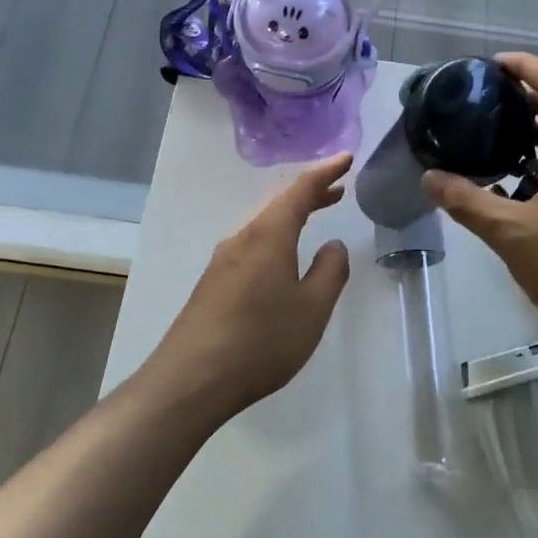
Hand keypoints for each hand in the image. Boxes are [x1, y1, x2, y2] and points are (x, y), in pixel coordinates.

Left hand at [147, 153, 351, 417]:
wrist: (191, 380)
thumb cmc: (260, 341)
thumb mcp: (311, 308)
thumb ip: (330, 271)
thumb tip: (333, 245)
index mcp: (268, 235)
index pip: (300, 190)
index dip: (325, 172)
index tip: (347, 158)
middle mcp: (242, 238)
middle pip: (278, 202)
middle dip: (309, 191)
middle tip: (338, 187)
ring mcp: (223, 260)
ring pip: (263, 222)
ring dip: (292, 213)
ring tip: (316, 212)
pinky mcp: (214, 282)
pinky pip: (252, 242)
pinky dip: (276, 234)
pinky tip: (283, 254)